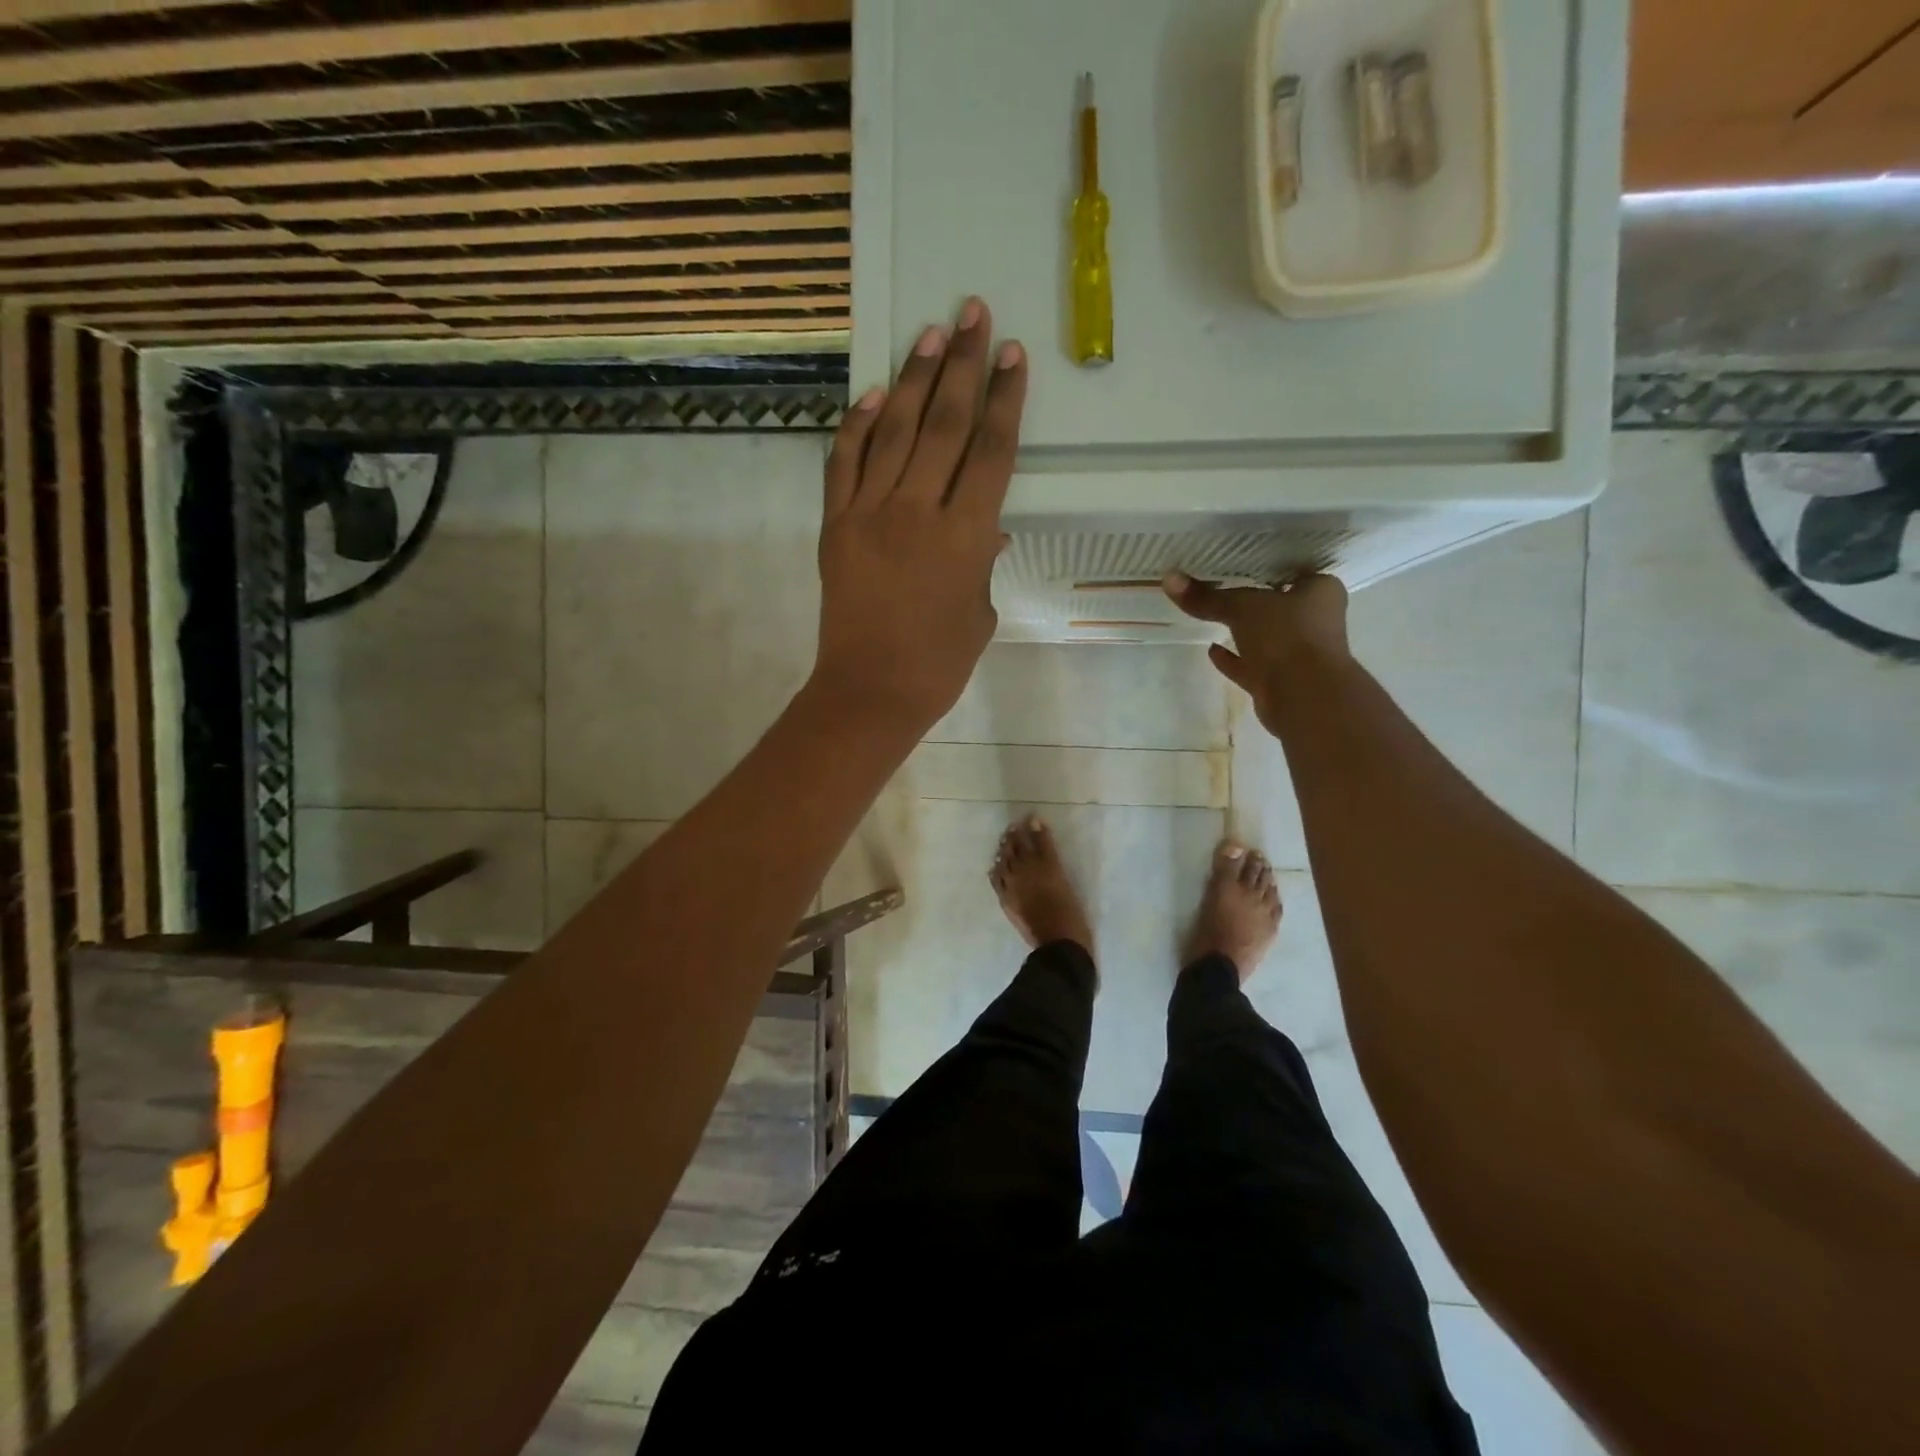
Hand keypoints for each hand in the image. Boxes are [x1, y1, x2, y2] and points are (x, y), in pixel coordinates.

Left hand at [810, 297, 1027, 732]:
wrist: (870, 691)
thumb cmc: (939, 663)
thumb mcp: (980, 612)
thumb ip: (983, 561)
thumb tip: (985, 528)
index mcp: (966, 535)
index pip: (990, 451)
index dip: (1003, 399)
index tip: (1012, 355)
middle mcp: (918, 510)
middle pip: (944, 424)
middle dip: (962, 365)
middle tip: (973, 314)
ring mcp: (869, 513)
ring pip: (895, 430)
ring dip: (914, 378)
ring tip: (930, 333)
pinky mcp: (835, 525)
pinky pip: (844, 463)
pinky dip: (858, 426)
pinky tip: (874, 394)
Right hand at [1163, 570, 1350, 731]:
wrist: (1305, 697)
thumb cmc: (1286, 636)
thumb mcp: (1242, 607)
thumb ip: (1207, 597)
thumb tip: (1169, 577)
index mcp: (1320, 591)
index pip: (1292, 569)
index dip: (1267, 565)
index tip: (1239, 561)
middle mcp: (1315, 620)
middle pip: (1278, 604)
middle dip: (1253, 599)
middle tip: (1219, 585)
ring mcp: (1298, 653)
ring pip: (1266, 636)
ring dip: (1243, 631)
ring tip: (1212, 616)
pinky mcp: (1280, 680)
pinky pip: (1252, 665)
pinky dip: (1234, 659)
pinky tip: (1211, 650)